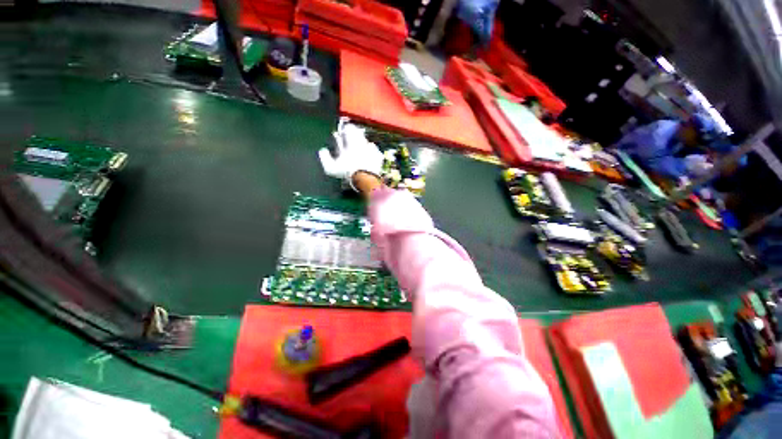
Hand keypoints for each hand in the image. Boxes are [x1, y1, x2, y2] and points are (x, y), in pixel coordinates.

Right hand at [318, 118, 383, 191]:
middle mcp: (362, 142)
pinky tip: (370, 158)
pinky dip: (373, 154)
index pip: (348, 128)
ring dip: (364, 145)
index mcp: (351, 141)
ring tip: (361, 151)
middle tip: (352, 141)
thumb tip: (322, 150)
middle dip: (355, 136)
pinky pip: (375, 152)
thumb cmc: (347, 171)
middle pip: (359, 133)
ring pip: (368, 142)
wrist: (365, 179)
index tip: (343, 132)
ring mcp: (372, 149)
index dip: (346, 129)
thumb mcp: (331, 168)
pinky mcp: (379, 157)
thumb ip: (325, 158)